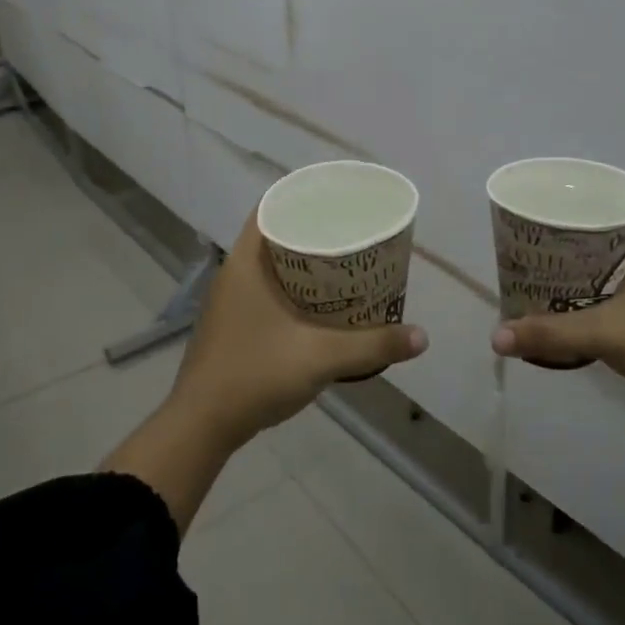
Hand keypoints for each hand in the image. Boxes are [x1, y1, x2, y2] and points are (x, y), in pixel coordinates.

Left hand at [170, 211, 428, 443]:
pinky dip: (293, 288)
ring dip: (304, 263)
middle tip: (353, 232)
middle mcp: (233, 274)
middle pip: (276, 235)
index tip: (338, 200)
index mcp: (245, 263)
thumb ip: (373, 345)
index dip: (303, 198)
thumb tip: (422, 337)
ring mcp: (229, 301)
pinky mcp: (232, 325)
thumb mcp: (322, 357)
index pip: (271, 208)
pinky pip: (266, 290)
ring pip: (271, 266)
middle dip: (313, 231)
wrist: (202, 426)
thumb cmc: (256, 375)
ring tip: (345, 265)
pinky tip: (320, 305)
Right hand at [491, 220, 624, 429]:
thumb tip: (496, 338)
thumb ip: (550, 333)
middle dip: (561, 247)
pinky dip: (591, 295)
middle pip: (598, 238)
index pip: (599, 207)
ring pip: (607, 266)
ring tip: (536, 279)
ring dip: (575, 274)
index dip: (563, 212)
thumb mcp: (606, 333)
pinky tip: (566, 308)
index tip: (529, 223)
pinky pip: (616, 290)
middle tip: (523, 255)